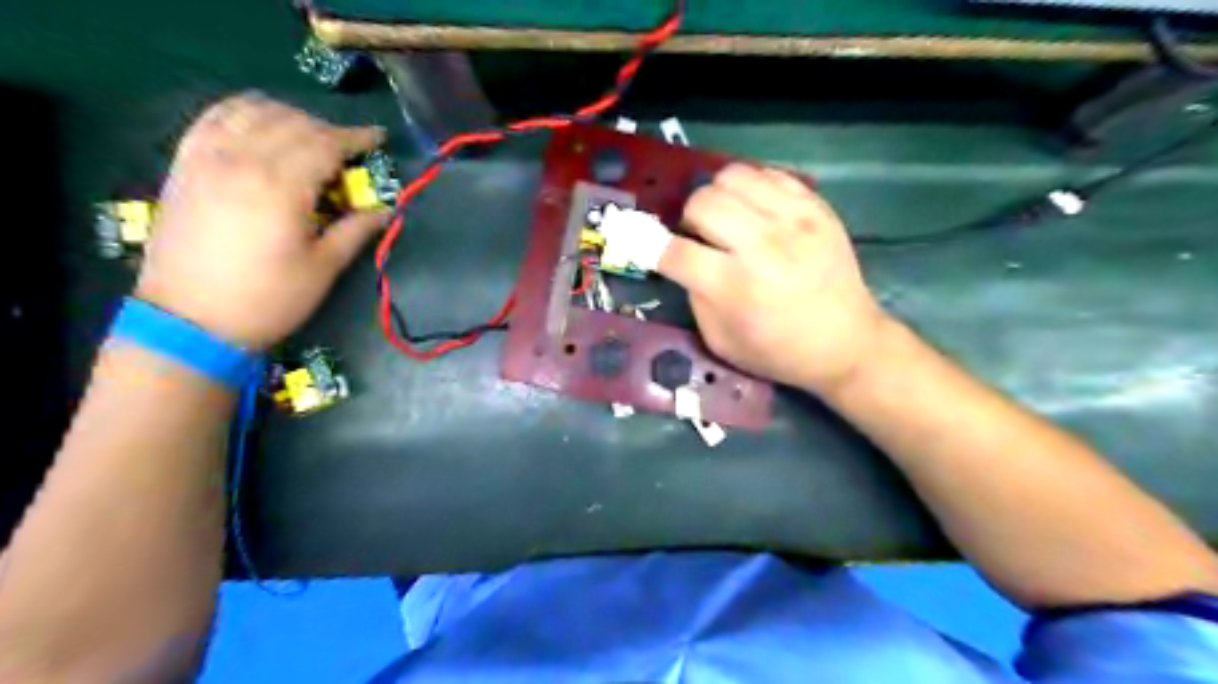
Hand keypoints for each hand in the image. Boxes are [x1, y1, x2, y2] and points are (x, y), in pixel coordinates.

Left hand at [133, 93, 387, 350]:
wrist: (189, 321)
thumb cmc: (268, 299)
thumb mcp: (323, 269)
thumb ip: (356, 230)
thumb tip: (386, 210)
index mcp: (282, 186)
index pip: (325, 142)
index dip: (356, 137)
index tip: (379, 138)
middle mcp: (242, 160)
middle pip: (292, 122)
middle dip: (327, 130)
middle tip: (349, 151)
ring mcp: (207, 158)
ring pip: (251, 111)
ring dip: (287, 116)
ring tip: (307, 138)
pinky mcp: (184, 165)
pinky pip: (212, 118)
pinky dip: (242, 113)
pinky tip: (258, 127)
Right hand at [657, 162, 890, 394]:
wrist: (847, 343)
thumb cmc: (779, 351)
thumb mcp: (721, 342)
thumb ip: (694, 297)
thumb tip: (682, 257)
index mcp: (735, 287)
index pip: (675, 251)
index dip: (652, 247)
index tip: (650, 247)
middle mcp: (762, 246)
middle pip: (701, 203)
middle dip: (688, 219)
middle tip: (699, 236)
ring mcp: (793, 220)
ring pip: (732, 176)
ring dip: (717, 196)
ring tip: (727, 218)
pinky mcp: (816, 207)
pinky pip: (768, 173)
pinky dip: (751, 187)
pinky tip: (755, 210)